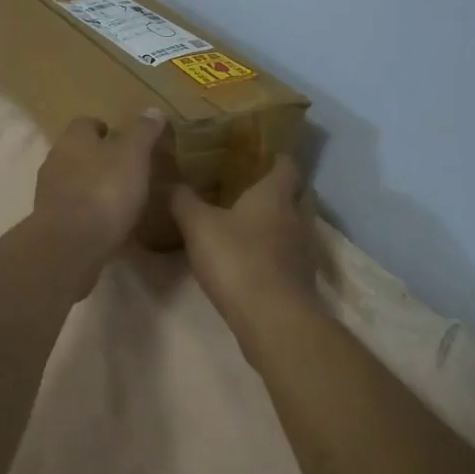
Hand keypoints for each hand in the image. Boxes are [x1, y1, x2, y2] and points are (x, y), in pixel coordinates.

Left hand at [32, 110, 167, 252]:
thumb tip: (153, 110)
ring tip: (116, 197)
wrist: (70, 244)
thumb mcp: (133, 156)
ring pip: (71, 180)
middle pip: (76, 151)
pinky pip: (71, 208)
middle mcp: (55, 159)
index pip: (86, 123)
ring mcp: (48, 192)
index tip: (122, 139)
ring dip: (90, 185)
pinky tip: (104, 223)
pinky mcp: (49, 221)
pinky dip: (85, 210)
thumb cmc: (104, 191)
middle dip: (97, 157)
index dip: (104, 129)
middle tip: (124, 168)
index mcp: (73, 139)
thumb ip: (143, 132)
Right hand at [171, 156, 316, 310]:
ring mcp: (304, 250)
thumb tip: (170, 182)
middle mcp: (296, 217)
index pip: (286, 164)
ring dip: (281, 222)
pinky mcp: (302, 280)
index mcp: (275, 194)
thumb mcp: (198, 226)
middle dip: (283, 189)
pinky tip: (254, 258)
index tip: (259, 153)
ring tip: (251, 223)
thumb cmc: (237, 259)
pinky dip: (278, 252)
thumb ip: (183, 201)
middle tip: (253, 187)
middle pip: (300, 193)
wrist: (274, 320)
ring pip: (297, 225)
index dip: (275, 156)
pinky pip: (292, 254)